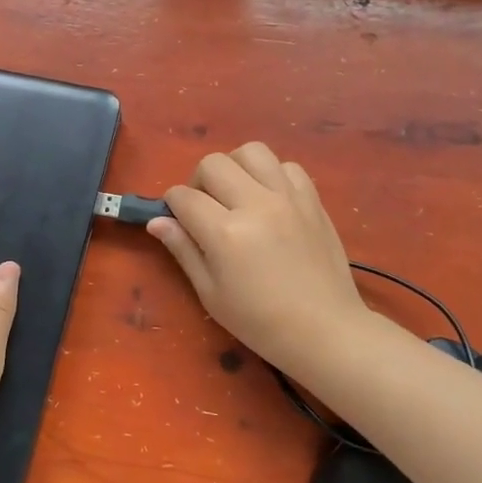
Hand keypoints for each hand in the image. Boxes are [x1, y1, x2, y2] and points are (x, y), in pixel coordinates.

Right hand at [149, 142, 377, 380]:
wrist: (324, 331)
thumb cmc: (259, 321)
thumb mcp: (210, 293)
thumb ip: (183, 250)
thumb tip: (157, 221)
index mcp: (225, 233)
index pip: (183, 196)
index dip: (172, 205)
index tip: (177, 219)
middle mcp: (256, 205)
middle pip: (213, 163)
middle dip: (199, 181)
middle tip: (206, 208)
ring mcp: (288, 198)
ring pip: (252, 151)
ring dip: (235, 167)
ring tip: (237, 193)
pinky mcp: (312, 200)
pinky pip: (287, 166)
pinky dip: (272, 175)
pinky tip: (270, 200)